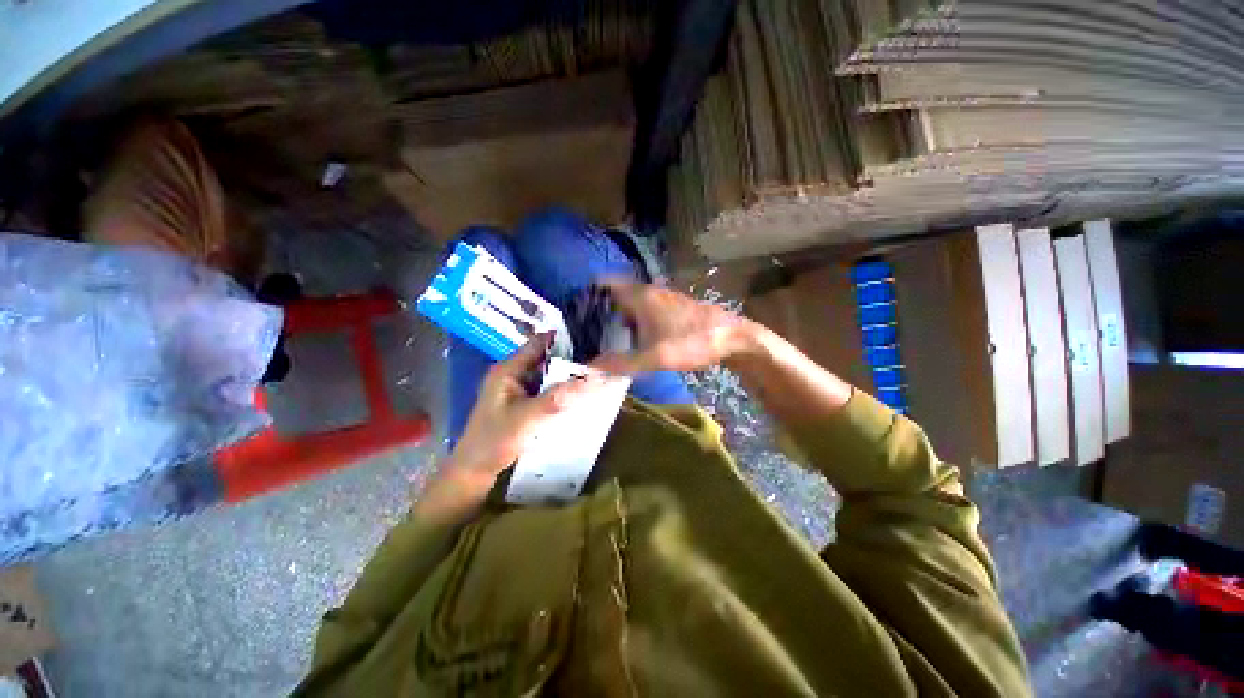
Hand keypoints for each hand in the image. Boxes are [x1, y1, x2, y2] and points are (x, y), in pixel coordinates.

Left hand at [417, 334, 608, 519]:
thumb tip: (591, 381)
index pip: (539, 343)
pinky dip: (562, 390)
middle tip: (600, 360)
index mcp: (508, 370)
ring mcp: (518, 389)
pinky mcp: (523, 404)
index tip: (592, 340)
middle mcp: (513, 374)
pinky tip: (579, 395)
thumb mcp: (526, 419)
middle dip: (571, 359)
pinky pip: (547, 390)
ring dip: (568, 376)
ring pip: (549, 375)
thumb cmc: (493, 442)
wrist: (473, 472)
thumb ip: (557, 399)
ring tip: (596, 374)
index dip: (564, 340)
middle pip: (547, 359)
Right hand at [590, 280, 757, 374]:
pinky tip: (634, 338)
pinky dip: (635, 320)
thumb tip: (590, 368)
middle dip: (601, 308)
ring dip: (619, 315)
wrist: (733, 338)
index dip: (588, 292)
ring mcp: (664, 299)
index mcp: (641, 296)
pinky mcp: (674, 309)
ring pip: (633, 303)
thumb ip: (621, 363)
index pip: (606, 283)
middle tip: (585, 327)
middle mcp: (650, 292)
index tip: (575, 309)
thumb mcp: (654, 357)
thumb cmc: (692, 342)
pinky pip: (646, 310)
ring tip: (604, 335)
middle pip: (617, 294)